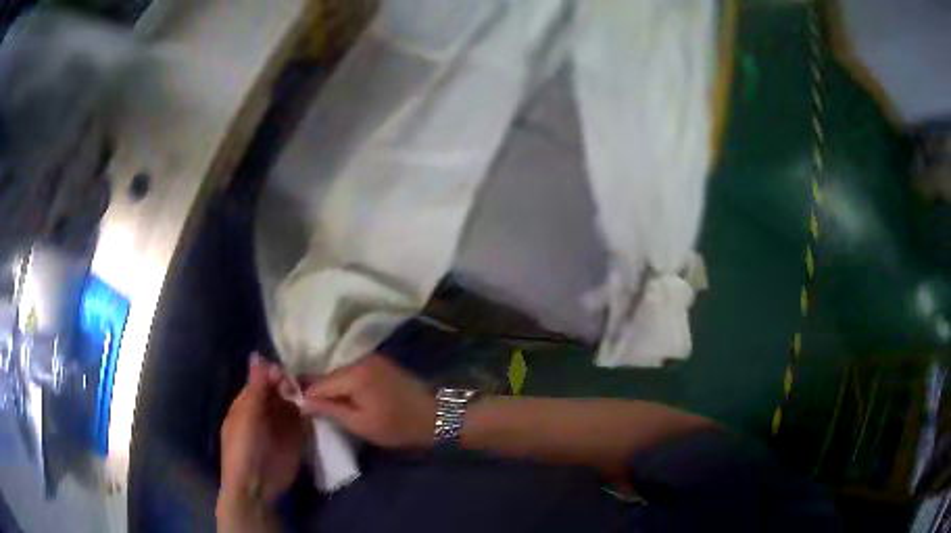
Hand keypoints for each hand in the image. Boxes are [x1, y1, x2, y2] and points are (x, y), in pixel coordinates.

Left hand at [219, 354, 304, 509]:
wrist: (257, 486)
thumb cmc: (243, 449)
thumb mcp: (247, 416)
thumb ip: (256, 387)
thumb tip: (257, 355)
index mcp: (247, 403)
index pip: (262, 381)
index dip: (273, 374)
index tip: (286, 373)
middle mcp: (265, 411)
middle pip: (279, 390)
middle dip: (290, 384)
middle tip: (304, 384)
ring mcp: (281, 425)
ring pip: (293, 403)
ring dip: (302, 397)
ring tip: (315, 393)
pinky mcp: (297, 438)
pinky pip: (304, 420)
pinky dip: (310, 412)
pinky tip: (319, 406)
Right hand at [301, 355, 435, 448]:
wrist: (435, 416)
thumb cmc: (397, 426)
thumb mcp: (360, 423)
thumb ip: (329, 409)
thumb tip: (302, 401)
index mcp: (354, 373)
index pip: (318, 382)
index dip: (304, 394)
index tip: (293, 405)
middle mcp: (360, 359)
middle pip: (328, 374)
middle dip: (316, 389)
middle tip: (307, 407)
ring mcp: (371, 359)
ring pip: (339, 372)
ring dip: (330, 386)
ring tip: (323, 405)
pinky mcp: (379, 363)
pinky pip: (352, 371)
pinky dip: (344, 383)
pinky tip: (342, 396)